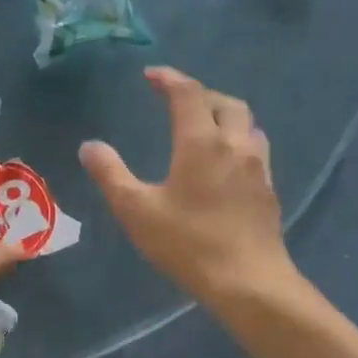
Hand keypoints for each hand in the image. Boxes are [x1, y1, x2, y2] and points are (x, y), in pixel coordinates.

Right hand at [80, 66, 295, 301]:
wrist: (248, 281)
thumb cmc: (188, 243)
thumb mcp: (136, 210)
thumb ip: (110, 174)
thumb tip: (89, 146)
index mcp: (201, 142)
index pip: (188, 94)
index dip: (169, 79)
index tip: (151, 75)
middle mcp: (235, 145)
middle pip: (225, 102)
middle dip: (200, 94)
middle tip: (176, 100)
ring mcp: (258, 167)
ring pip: (247, 124)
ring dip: (224, 115)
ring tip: (203, 127)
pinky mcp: (268, 189)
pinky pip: (255, 149)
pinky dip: (237, 141)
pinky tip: (225, 163)